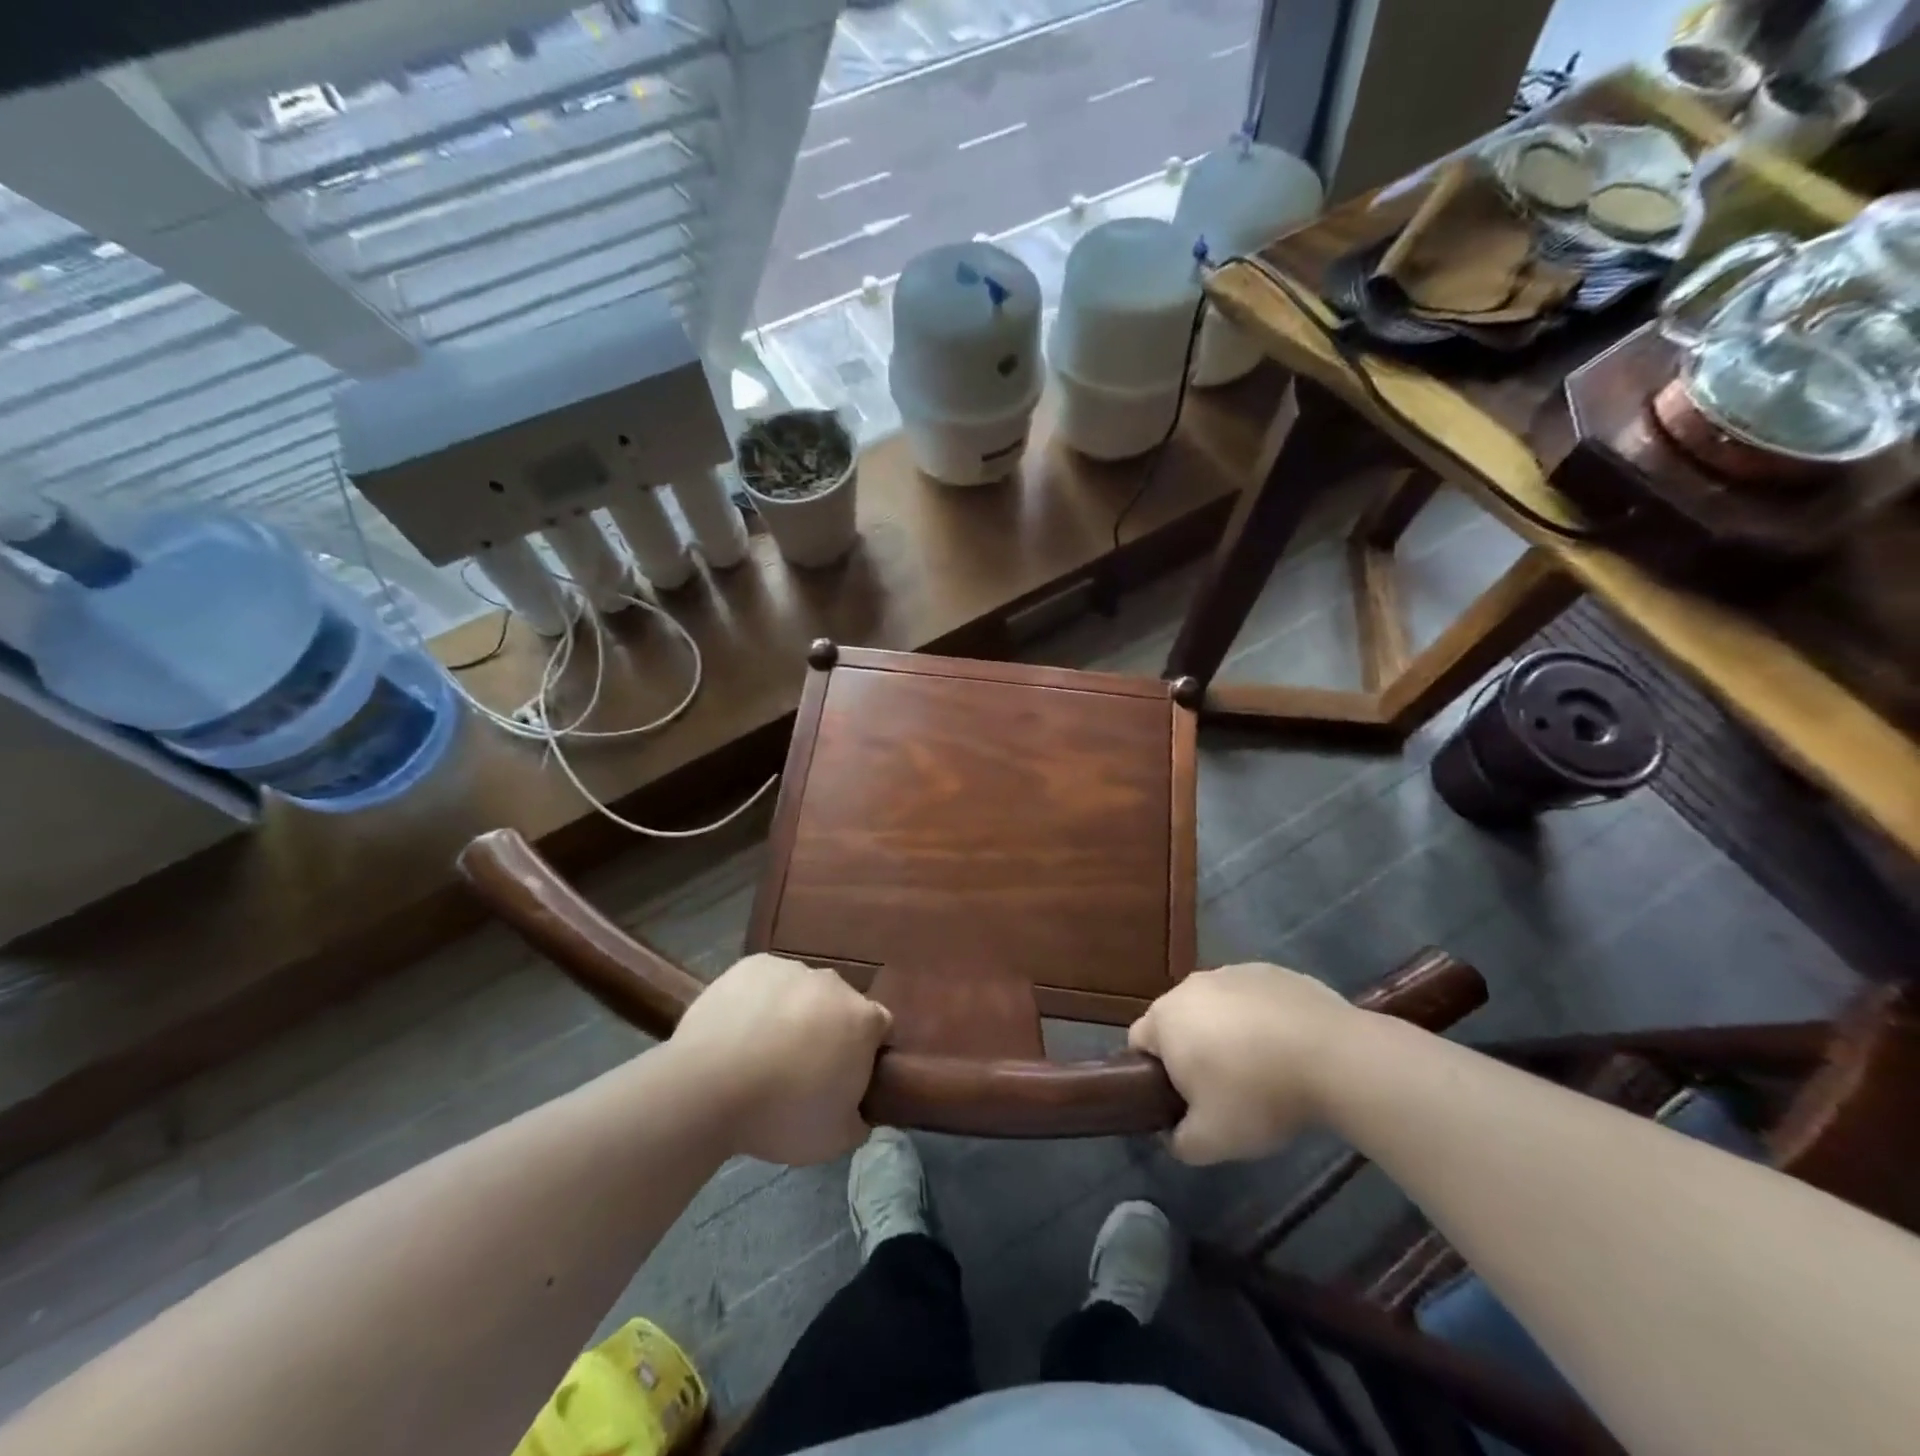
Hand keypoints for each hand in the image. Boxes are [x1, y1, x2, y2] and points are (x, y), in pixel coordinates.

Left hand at [670, 954, 892, 1165]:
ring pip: (801, 991)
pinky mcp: (752, 964)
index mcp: (863, 1019)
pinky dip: (759, 999)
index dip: (865, 1052)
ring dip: (793, 1012)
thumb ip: (858, 1121)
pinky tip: (739, 1029)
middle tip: (801, 1067)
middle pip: (839, 1005)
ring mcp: (791, 969)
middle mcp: (834, 984)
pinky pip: (765, 981)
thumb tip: (858, 1112)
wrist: (708, 1087)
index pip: (879, 1028)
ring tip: (762, 1050)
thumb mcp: (834, 1139)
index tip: (844, 1076)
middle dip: (828, 1029)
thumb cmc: (781, 1114)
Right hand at [1129, 962, 1355, 1164]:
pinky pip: (1254, 998)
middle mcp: (1191, 985)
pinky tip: (1290, 1048)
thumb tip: (1173, 1135)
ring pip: (1218, 1007)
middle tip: (1223, 1090)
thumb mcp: (1211, 1142)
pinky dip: (1262, 1019)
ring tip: (1263, 1068)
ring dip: (1228, 1032)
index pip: (1140, 1043)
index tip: (1183, 1100)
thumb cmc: (1257, 1094)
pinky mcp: (1272, 971)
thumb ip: (1180, 1142)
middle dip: (1193, 1051)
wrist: (1333, 1057)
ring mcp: (1233, 972)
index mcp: (1165, 1018)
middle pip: (1179, 1021)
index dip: (1154, 1074)